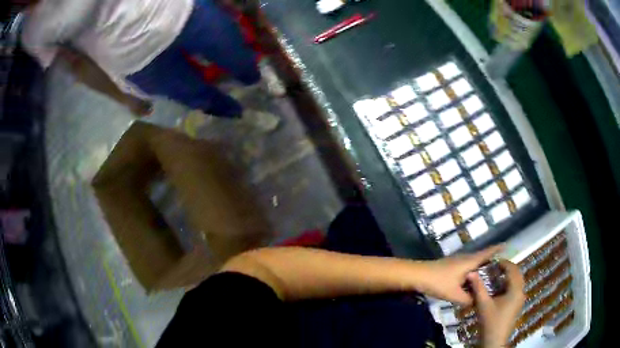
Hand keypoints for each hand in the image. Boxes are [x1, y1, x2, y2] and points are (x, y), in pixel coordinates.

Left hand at [419, 245, 502, 305]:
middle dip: (491, 261)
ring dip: (482, 266)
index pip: (487, 253)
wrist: (418, 275)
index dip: (497, 249)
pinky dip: (473, 271)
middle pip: (482, 257)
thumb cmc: (438, 282)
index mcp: (470, 261)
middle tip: (502, 268)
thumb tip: (477, 302)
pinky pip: (467, 267)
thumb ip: (468, 299)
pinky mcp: (452, 266)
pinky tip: (473, 280)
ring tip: (490, 275)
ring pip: (474, 263)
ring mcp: (458, 261)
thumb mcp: (454, 294)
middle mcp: (466, 258)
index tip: (507, 245)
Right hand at [468, 260, 524, 347]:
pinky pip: (516, 288)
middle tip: (494, 268)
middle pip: (517, 273)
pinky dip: (510, 284)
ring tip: (496, 276)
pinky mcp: (518, 304)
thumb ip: (478, 288)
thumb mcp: (483, 304)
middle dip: (507, 268)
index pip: (512, 269)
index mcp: (515, 289)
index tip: (493, 261)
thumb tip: (471, 272)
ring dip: (509, 276)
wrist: (494, 340)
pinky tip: (500, 289)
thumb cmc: (490, 321)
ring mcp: (520, 298)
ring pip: (518, 281)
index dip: (504, 263)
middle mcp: (521, 291)